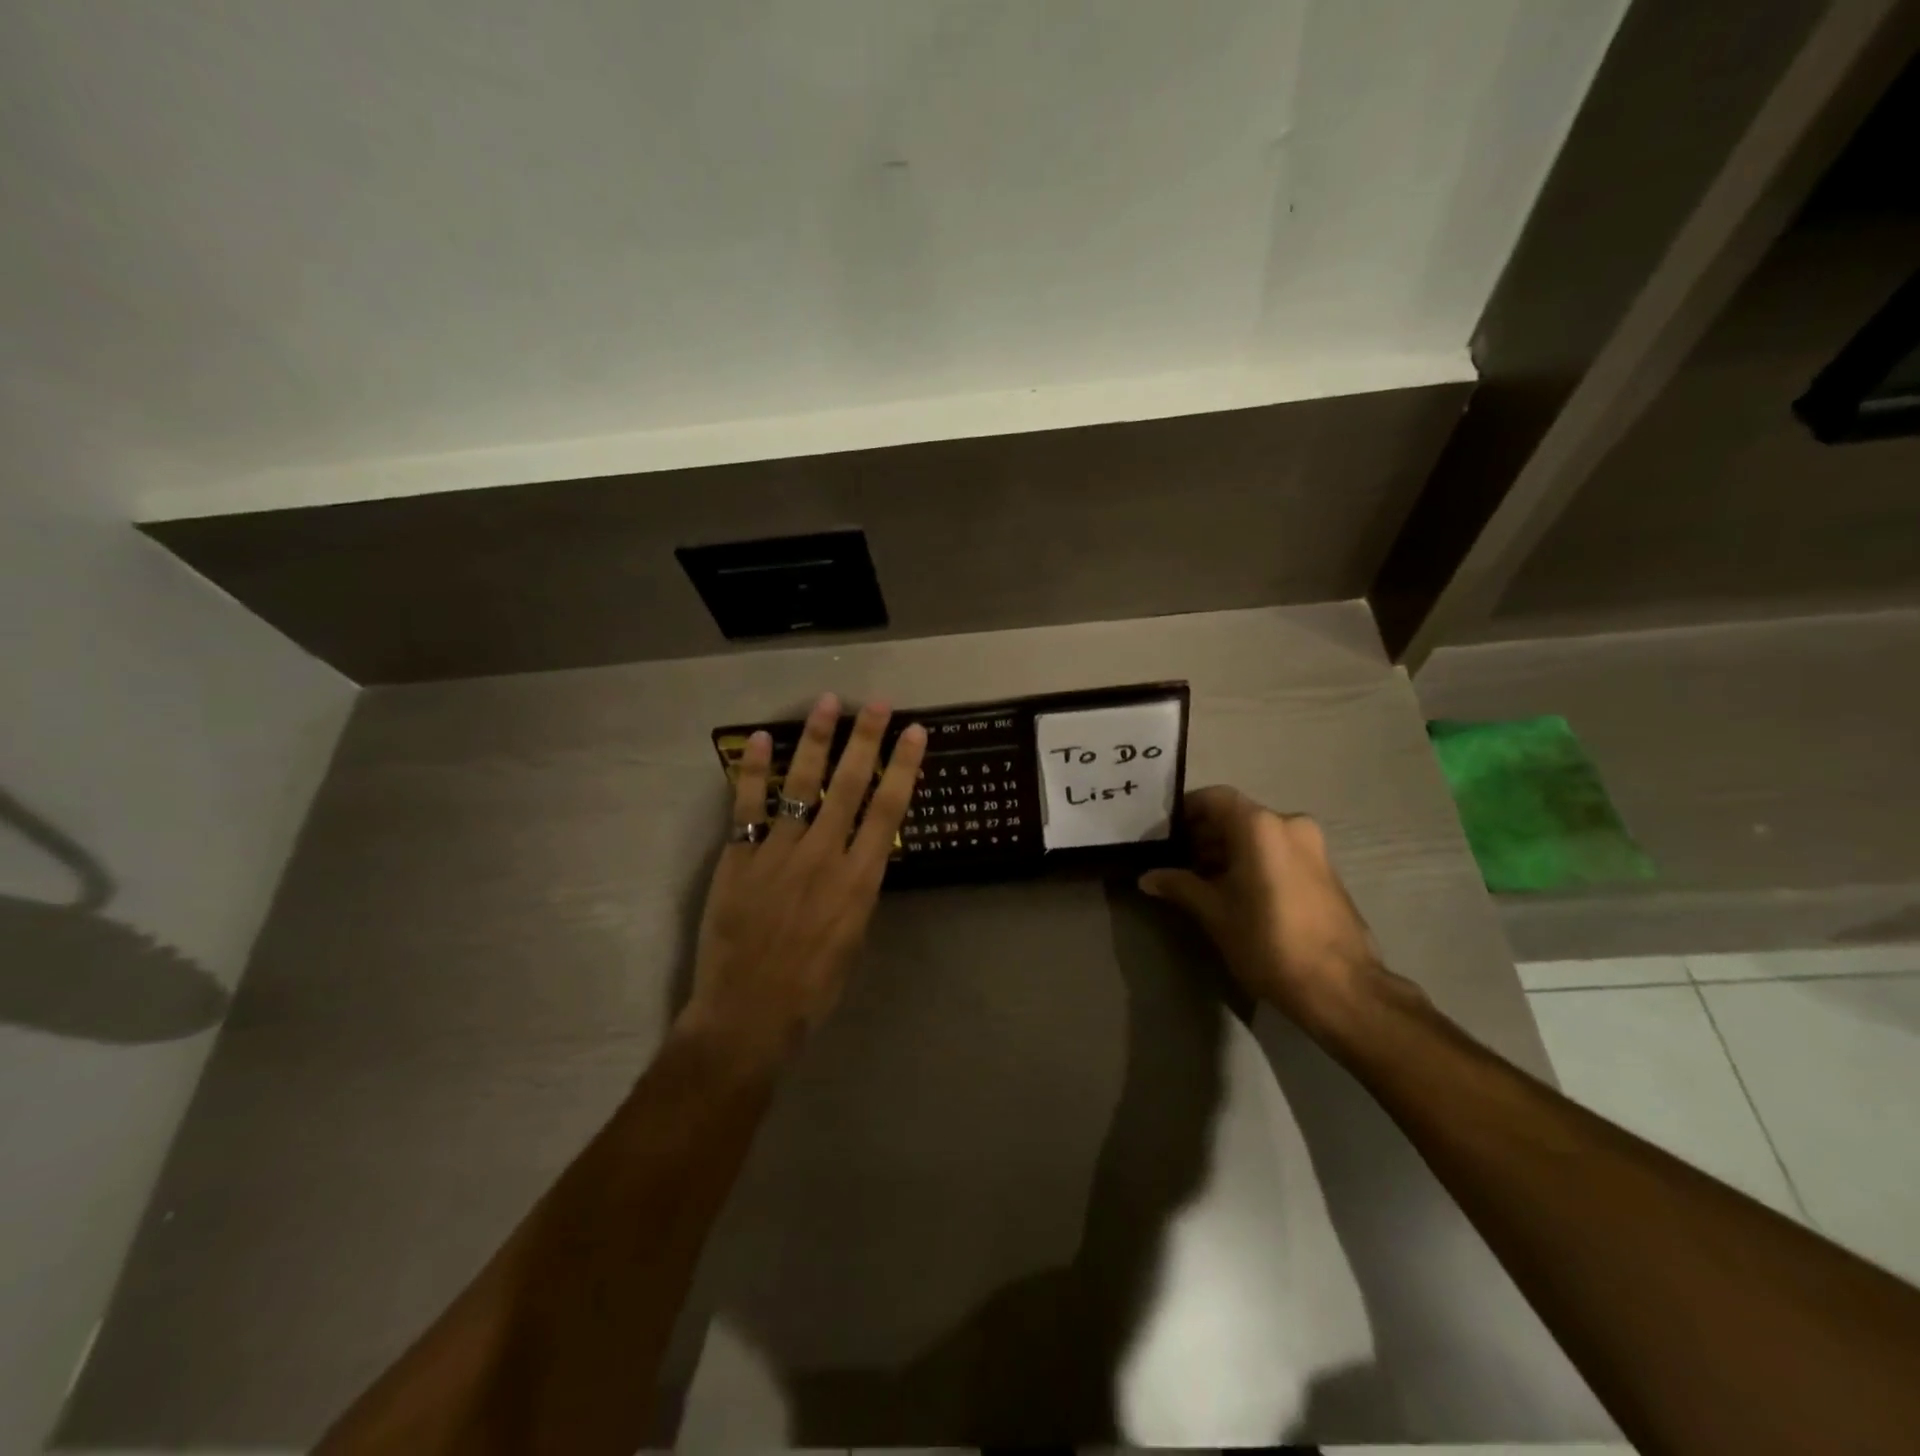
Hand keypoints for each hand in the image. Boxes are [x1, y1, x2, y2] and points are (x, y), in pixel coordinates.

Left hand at [680, 693, 926, 1070]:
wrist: (747, 1014)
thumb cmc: (812, 989)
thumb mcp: (854, 941)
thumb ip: (857, 892)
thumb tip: (858, 858)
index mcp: (858, 881)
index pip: (888, 811)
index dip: (903, 768)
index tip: (915, 733)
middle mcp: (822, 857)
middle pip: (848, 786)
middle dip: (865, 740)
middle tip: (876, 703)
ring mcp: (778, 854)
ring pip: (800, 785)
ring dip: (815, 741)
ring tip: (826, 703)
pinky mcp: (739, 859)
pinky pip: (746, 807)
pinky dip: (753, 771)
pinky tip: (759, 740)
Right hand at [1140, 786, 1383, 1031]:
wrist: (1341, 988)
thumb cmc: (1268, 941)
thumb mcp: (1214, 913)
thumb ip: (1179, 886)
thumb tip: (1148, 877)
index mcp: (1260, 826)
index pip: (1213, 798)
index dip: (1184, 811)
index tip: (1163, 834)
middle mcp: (1289, 824)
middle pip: (1236, 815)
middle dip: (1204, 835)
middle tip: (1176, 862)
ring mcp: (1312, 846)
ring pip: (1258, 835)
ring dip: (1228, 850)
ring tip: (1201, 881)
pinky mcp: (1324, 869)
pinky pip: (1278, 851)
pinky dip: (1253, 861)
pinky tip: (1234, 892)